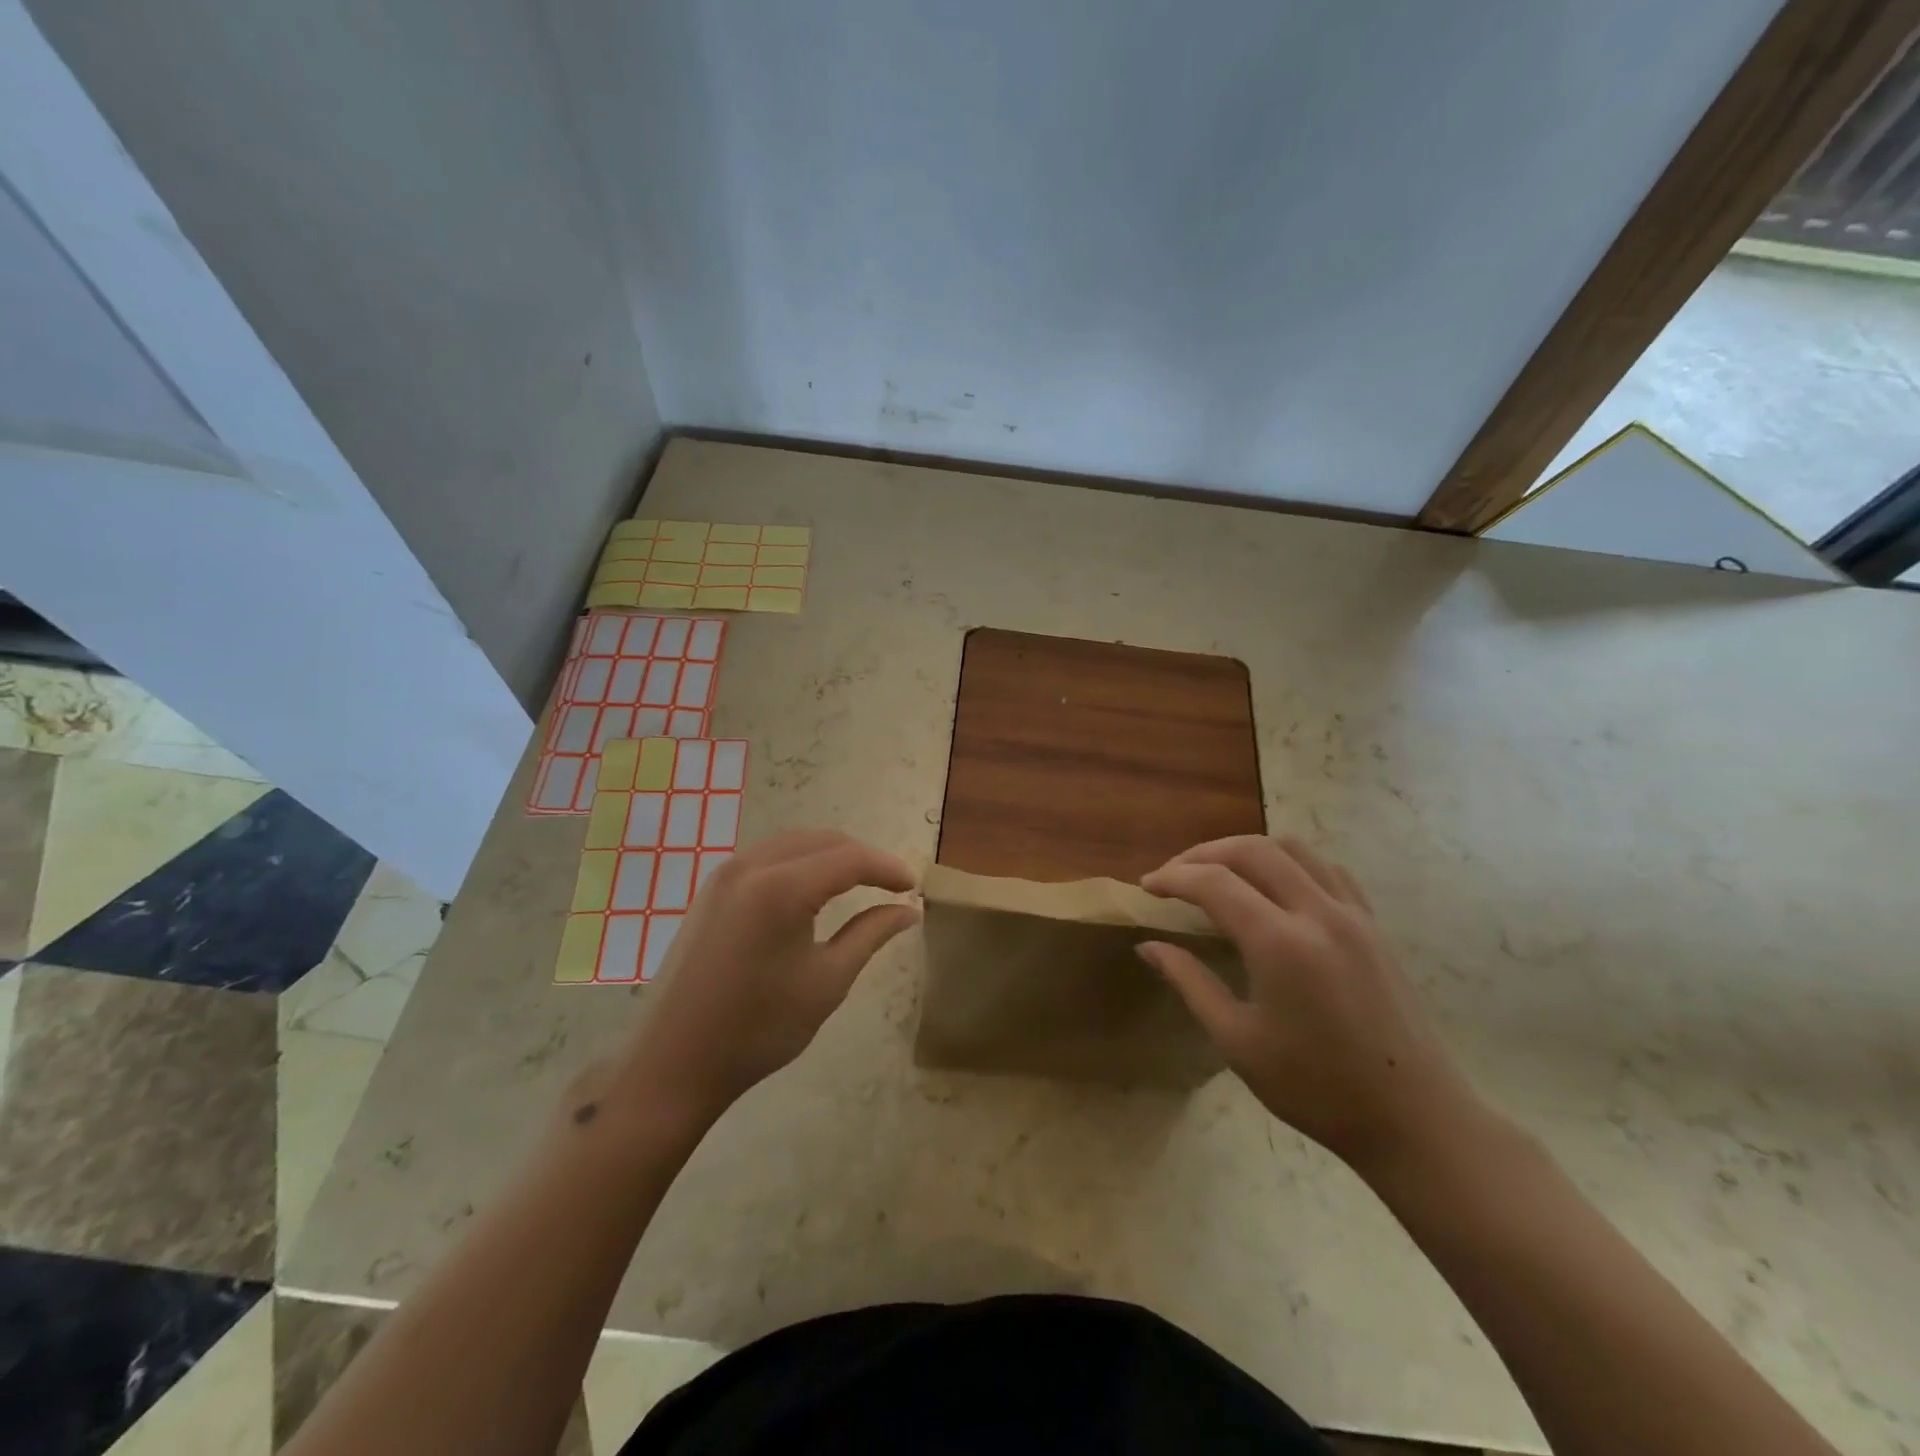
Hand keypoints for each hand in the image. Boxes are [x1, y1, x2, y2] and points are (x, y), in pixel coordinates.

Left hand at [615, 830, 918, 1125]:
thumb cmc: (759, 1028)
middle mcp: (752, 866)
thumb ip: (871, 934)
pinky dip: (800, 863)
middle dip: (861, 857)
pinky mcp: (711, 889)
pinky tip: (812, 890)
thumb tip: (908, 910)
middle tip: (890, 886)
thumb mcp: (828, 982)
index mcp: (783, 887)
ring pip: (793, 843)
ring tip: (858, 883)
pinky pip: (767, 857)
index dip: (887, 868)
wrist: (673, 1064)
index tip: (913, 886)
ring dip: (830, 856)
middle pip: (822, 841)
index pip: (850, 858)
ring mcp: (725, 874)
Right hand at [1139, 835, 1488, 1177]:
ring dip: (1245, 850)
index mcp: (1280, 944)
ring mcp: (1352, 914)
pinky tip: (1274, 886)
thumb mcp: (1238, 1041)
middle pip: (1251, 850)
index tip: (1146, 887)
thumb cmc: (1316, 1088)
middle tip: (1173, 876)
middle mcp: (1317, 913)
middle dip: (1202, 854)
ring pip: (1292, 848)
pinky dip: (1289, 862)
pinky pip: (1326, 868)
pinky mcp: (1373, 924)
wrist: (1414, 1118)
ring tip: (1217, 872)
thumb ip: (1190, 982)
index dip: (1173, 877)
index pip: (1214, 882)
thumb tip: (1149, 946)